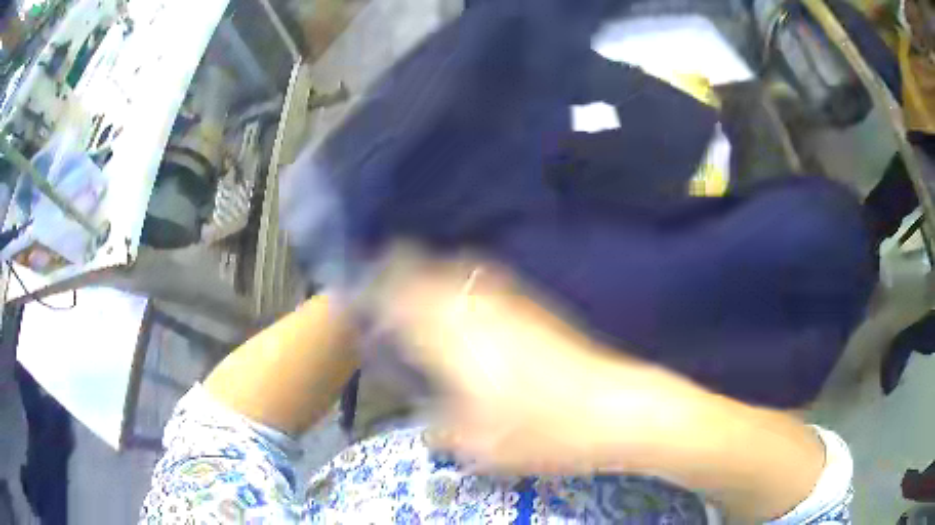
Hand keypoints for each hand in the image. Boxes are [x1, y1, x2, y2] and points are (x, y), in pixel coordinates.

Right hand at [378, 263, 715, 475]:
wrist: (615, 408)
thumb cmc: (544, 432)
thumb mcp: (480, 446)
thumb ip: (442, 431)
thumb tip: (428, 424)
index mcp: (454, 340)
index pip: (401, 300)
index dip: (376, 289)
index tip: (361, 291)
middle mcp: (479, 309)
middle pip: (427, 269)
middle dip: (399, 268)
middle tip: (385, 281)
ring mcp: (512, 302)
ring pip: (459, 266)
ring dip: (434, 268)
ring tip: (422, 283)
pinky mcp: (539, 306)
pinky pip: (490, 277)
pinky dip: (467, 277)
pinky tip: (470, 296)